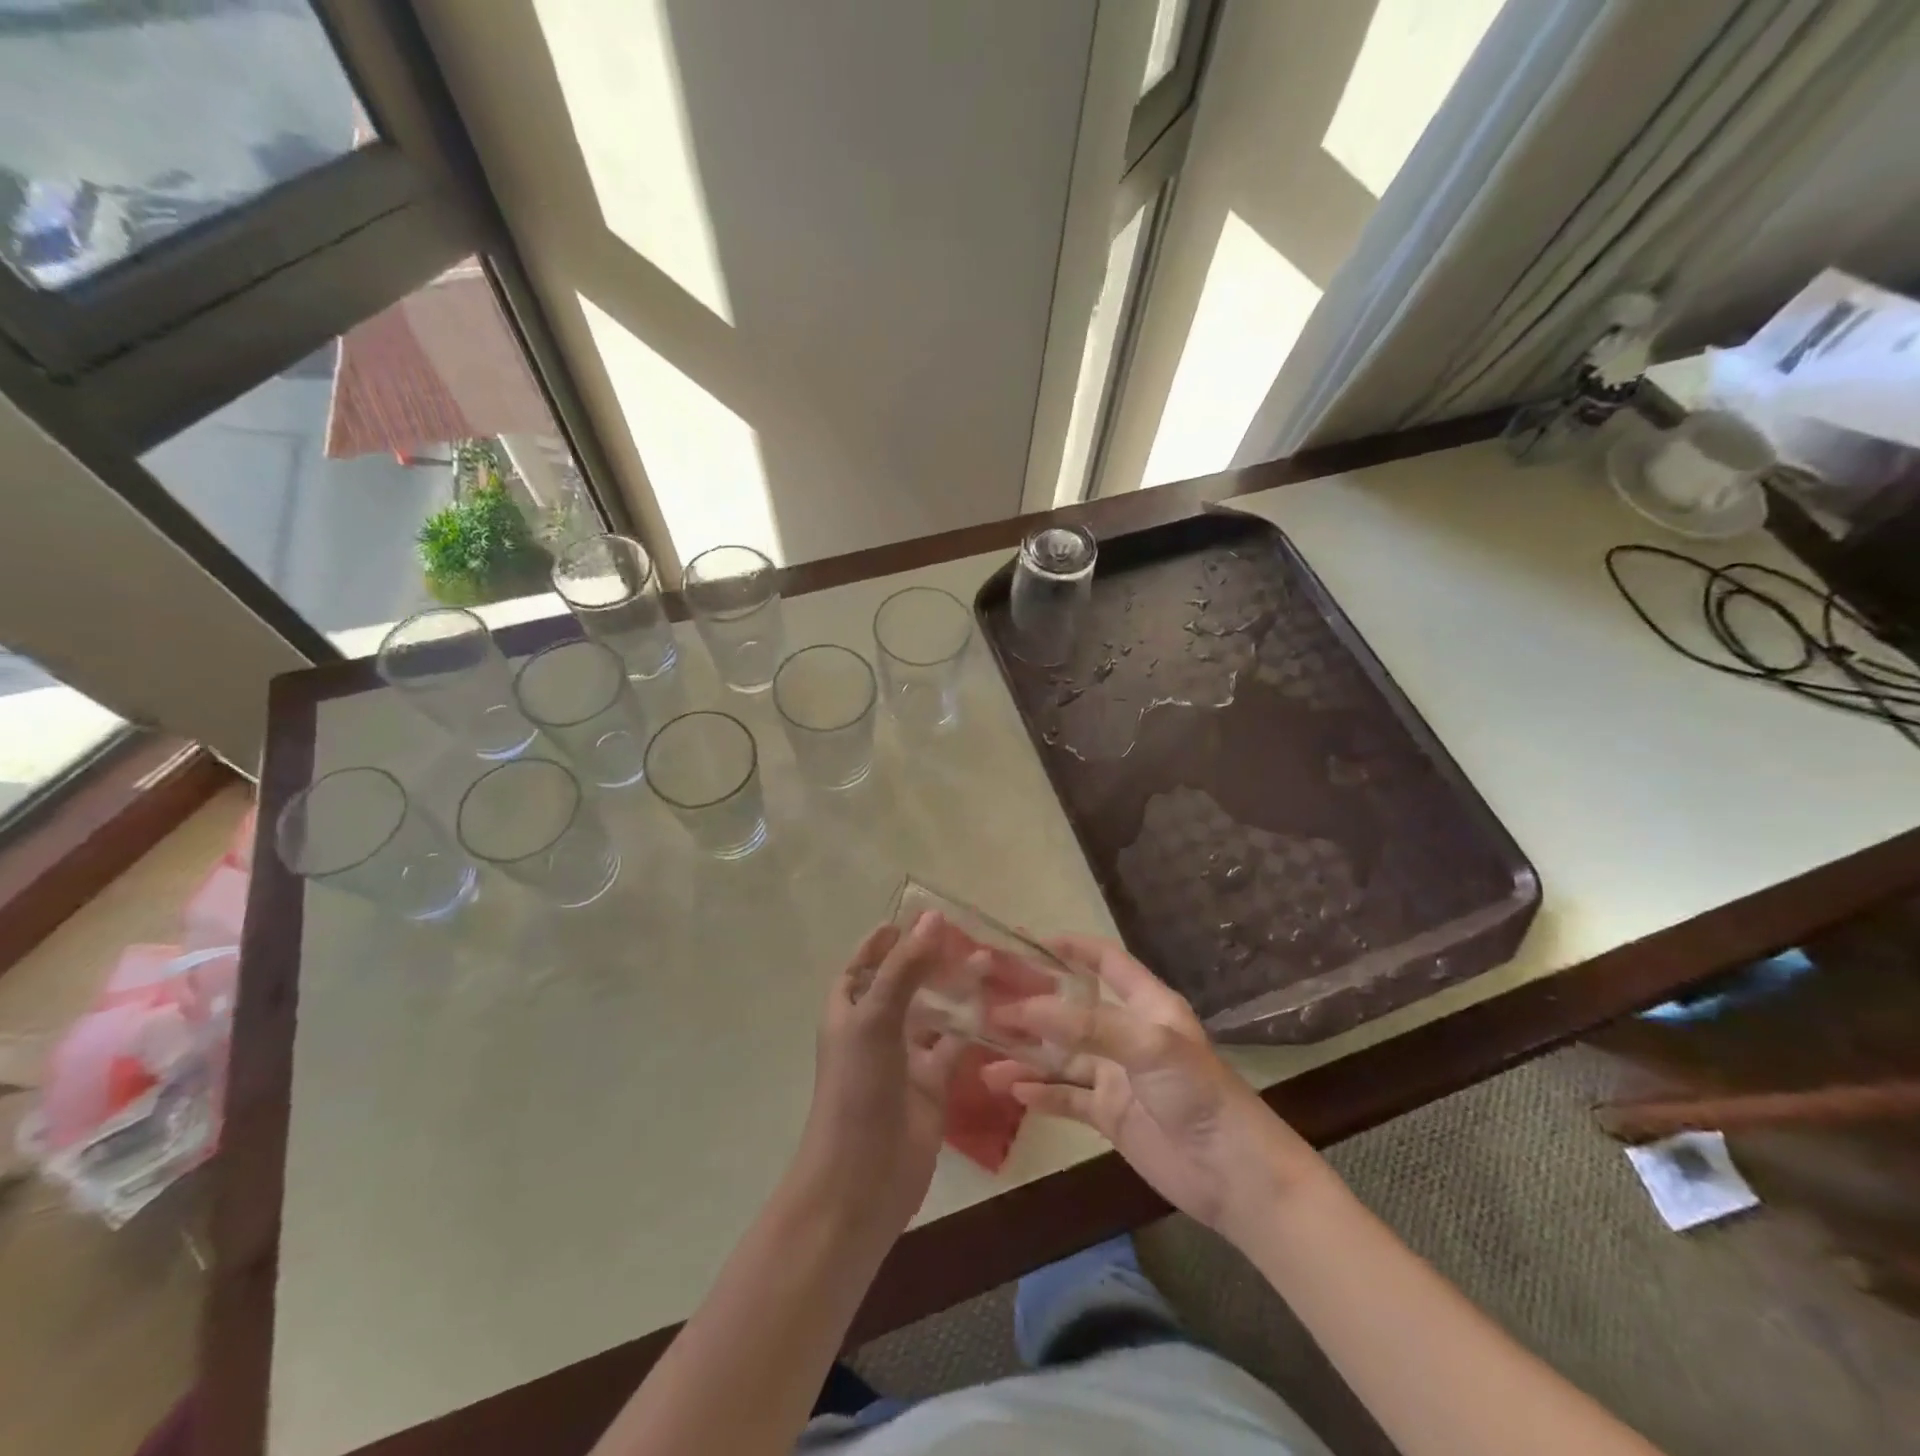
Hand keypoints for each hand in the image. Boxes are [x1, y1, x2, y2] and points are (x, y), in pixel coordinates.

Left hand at [792, 913, 965, 1239]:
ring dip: (955, 989)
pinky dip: (973, 1028)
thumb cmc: (857, 1089)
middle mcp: (875, 1030)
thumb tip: (932, 918)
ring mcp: (904, 1059)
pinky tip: (998, 1008)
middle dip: (928, 960)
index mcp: (849, 1011)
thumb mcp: (875, 1019)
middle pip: (902, 984)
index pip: (862, 966)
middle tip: (963, 935)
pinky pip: (955, 1047)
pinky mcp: (932, 1086)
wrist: (862, 1181)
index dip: (882, 943)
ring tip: (987, 960)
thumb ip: (904, 969)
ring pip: (933, 1013)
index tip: (911, 918)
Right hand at [982, 934, 1323, 1240]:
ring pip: (1063, 1056)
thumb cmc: (1198, 1094)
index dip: (1073, 948)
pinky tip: (1011, 1089)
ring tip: (985, 1050)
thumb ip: (1088, 1024)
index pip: (1107, 962)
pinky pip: (1067, 1097)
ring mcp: (1118, 1076)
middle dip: (1034, 1004)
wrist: (1234, 1176)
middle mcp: (1128, 1033)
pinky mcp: (1111, 1115)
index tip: (1029, 941)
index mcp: (1147, 1005)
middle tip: (989, 999)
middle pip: (1073, 1010)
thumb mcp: (1148, 1045)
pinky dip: (1040, 1093)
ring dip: (1027, 1053)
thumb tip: (1027, 1007)